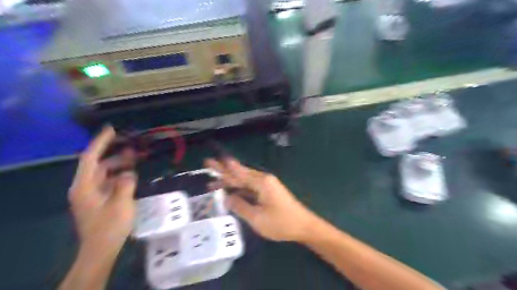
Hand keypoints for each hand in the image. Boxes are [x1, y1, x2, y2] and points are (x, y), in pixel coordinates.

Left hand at [70, 127, 139, 252]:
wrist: (101, 249)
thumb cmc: (110, 226)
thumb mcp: (122, 203)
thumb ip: (126, 184)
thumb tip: (129, 173)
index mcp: (85, 186)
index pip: (90, 158)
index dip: (101, 142)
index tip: (112, 129)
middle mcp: (84, 188)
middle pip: (98, 165)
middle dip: (116, 155)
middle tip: (134, 149)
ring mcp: (91, 195)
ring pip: (104, 173)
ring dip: (119, 166)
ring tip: (136, 161)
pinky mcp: (98, 200)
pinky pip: (108, 182)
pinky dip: (119, 176)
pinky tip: (132, 177)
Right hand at [205, 159, 314, 242]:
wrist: (303, 225)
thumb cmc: (281, 223)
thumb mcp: (257, 218)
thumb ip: (240, 206)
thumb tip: (226, 197)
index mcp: (261, 182)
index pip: (238, 173)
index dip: (223, 168)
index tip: (210, 160)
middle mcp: (263, 179)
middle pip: (240, 173)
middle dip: (224, 171)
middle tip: (208, 165)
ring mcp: (267, 185)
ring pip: (244, 180)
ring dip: (230, 180)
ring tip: (213, 182)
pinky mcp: (269, 191)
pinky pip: (250, 186)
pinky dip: (240, 188)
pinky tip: (230, 190)